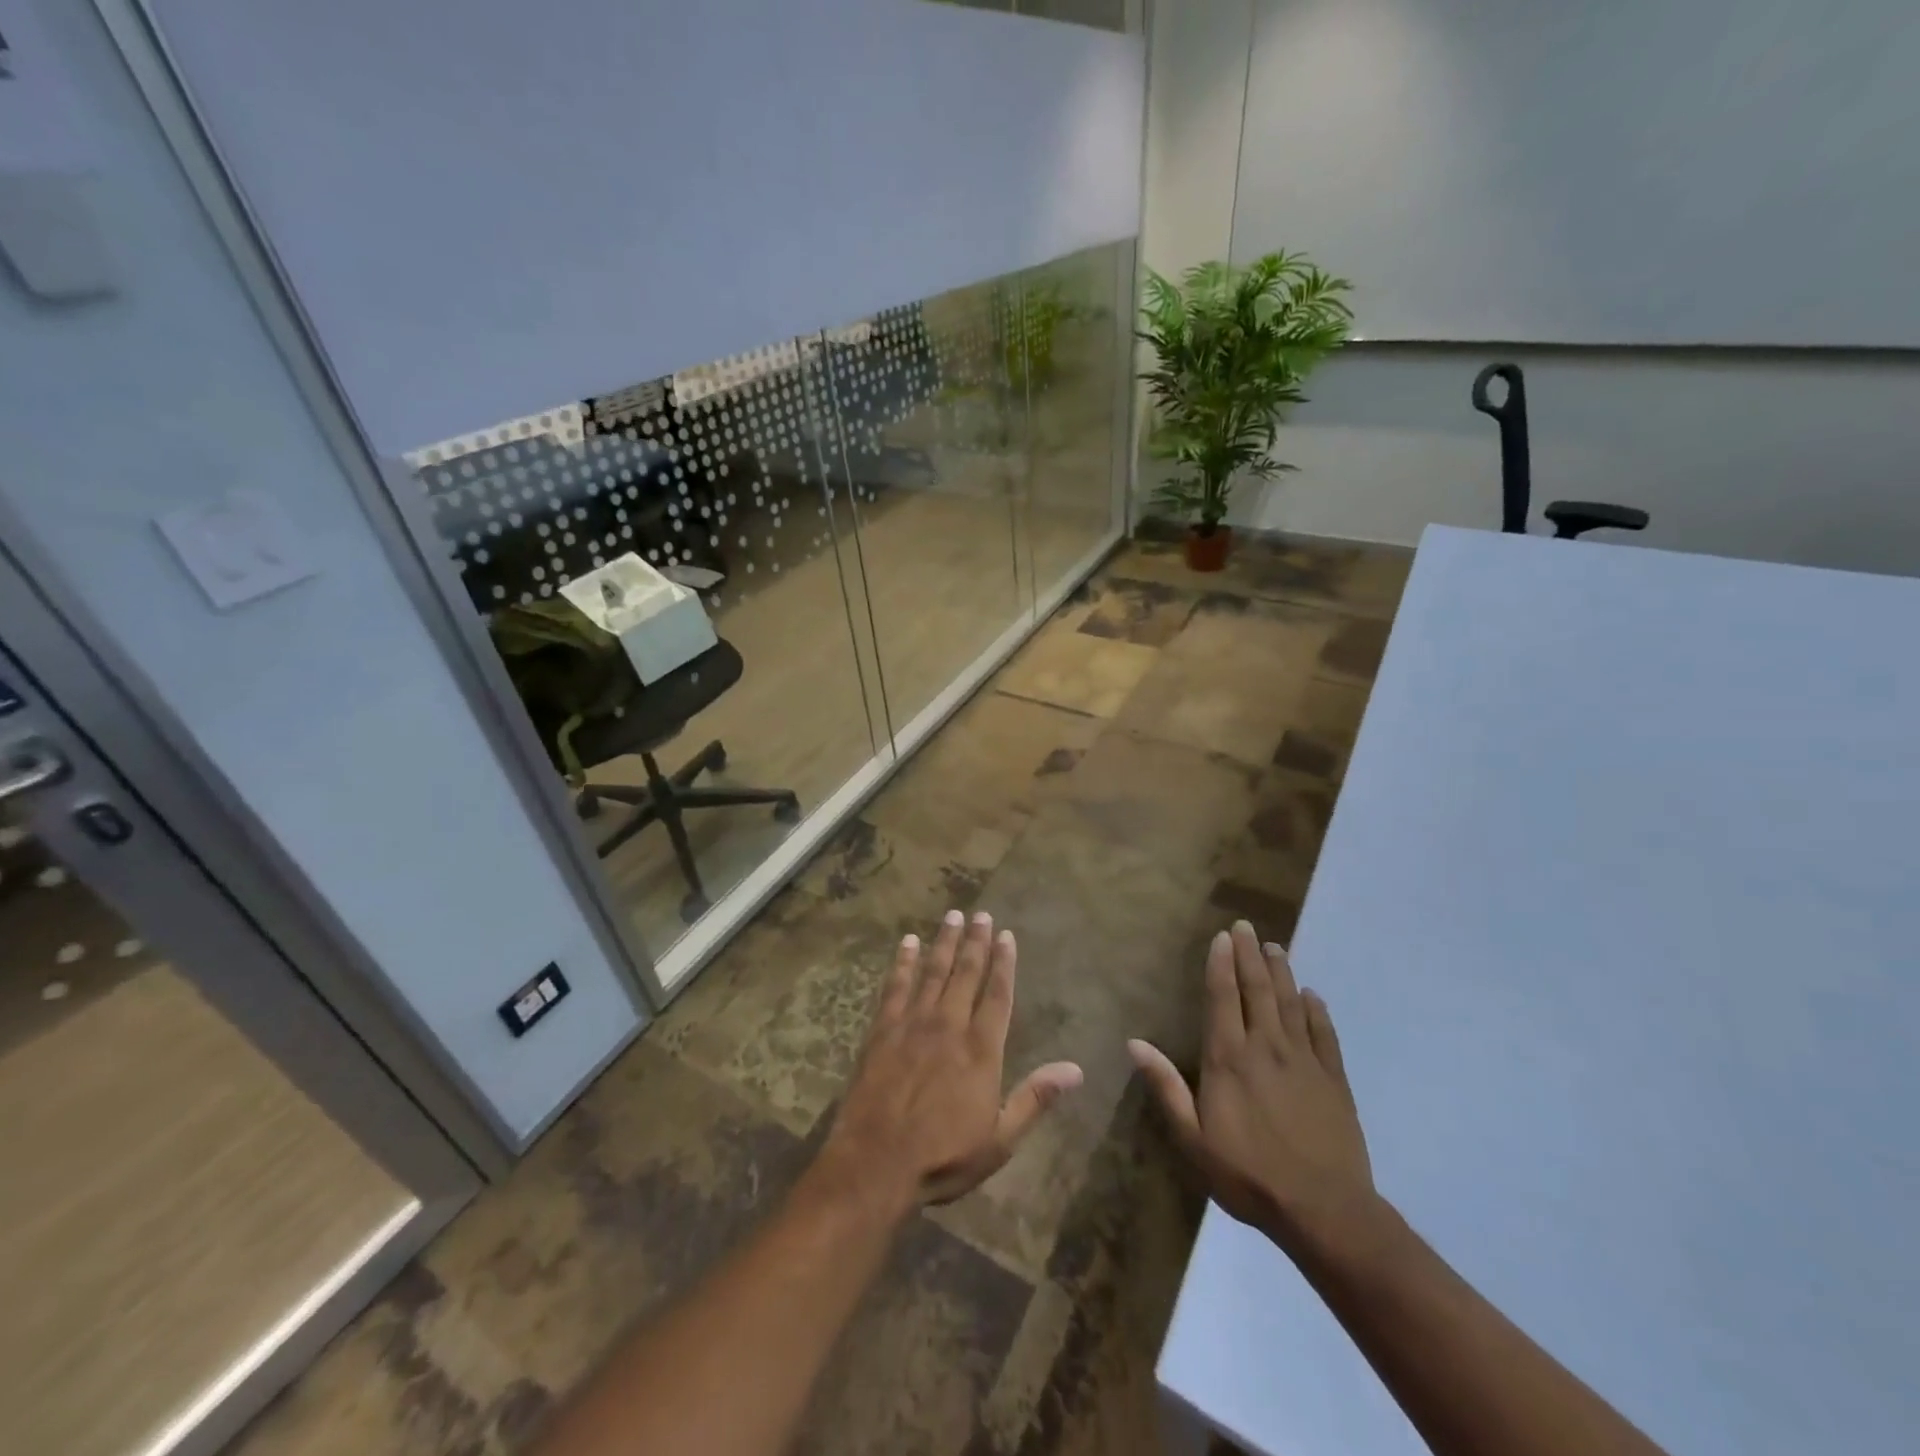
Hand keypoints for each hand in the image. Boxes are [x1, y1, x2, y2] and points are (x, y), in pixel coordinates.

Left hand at [821, 910, 1083, 1210]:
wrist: (876, 1163)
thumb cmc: (943, 1156)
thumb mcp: (1000, 1139)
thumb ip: (1035, 1098)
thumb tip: (1076, 1069)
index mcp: (981, 1049)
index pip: (998, 995)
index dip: (1004, 963)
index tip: (1006, 935)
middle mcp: (949, 1025)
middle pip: (966, 973)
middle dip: (975, 942)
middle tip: (980, 914)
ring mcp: (913, 1024)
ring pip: (933, 972)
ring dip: (944, 942)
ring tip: (952, 916)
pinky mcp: (882, 1030)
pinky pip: (895, 987)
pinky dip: (904, 963)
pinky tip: (908, 943)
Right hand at [1130, 921, 1372, 1244]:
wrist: (1324, 1211)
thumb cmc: (1248, 1174)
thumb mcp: (1193, 1138)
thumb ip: (1166, 1087)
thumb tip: (1134, 1043)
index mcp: (1229, 1058)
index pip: (1223, 997)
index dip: (1221, 964)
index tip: (1222, 936)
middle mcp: (1266, 1047)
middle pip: (1258, 990)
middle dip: (1250, 955)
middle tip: (1246, 927)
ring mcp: (1305, 1061)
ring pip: (1291, 1004)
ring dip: (1281, 972)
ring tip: (1275, 947)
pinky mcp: (1334, 1080)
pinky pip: (1325, 1034)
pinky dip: (1317, 1010)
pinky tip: (1313, 995)